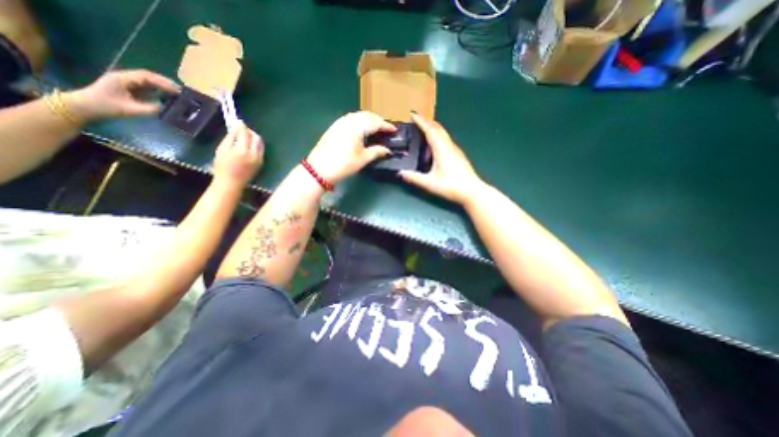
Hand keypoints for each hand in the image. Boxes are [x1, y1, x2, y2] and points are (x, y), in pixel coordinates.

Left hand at [65, 68, 180, 120]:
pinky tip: (168, 96)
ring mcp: (128, 83)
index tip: (177, 90)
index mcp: (123, 79)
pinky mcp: (130, 89)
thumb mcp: (130, 110)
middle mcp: (126, 78)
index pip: (146, 77)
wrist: (86, 107)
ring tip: (178, 93)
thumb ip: (150, 109)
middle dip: (165, 83)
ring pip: (149, 81)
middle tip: (181, 91)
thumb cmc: (106, 107)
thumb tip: (167, 108)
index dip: (163, 83)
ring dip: (163, 86)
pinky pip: (147, 87)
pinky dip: (159, 91)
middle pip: (149, 77)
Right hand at [212, 122, 264, 185]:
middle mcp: (254, 154)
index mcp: (243, 150)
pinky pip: (260, 150)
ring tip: (244, 136)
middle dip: (250, 131)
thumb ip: (230, 138)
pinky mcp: (261, 163)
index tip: (238, 121)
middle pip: (256, 138)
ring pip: (260, 144)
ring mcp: (259, 159)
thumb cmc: (223, 167)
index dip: (241, 126)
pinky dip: (255, 145)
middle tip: (242, 129)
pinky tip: (247, 145)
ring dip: (253, 138)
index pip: (245, 134)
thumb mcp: (222, 150)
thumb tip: (235, 129)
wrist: (232, 182)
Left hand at [305, 111, 396, 183]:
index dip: (386, 126)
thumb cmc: (343, 164)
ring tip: (376, 128)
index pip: (375, 122)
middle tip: (386, 129)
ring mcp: (340, 122)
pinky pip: (351, 119)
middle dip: (378, 120)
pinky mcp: (334, 127)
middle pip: (367, 115)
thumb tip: (388, 150)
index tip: (395, 130)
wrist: (319, 169)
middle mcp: (348, 120)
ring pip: (358, 116)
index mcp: (357, 127)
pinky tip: (362, 129)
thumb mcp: (363, 159)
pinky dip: (360, 121)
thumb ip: (377, 151)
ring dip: (369, 119)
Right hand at [398, 114, 484, 205]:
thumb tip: (400, 173)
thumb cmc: (451, 186)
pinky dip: (437, 141)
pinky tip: (433, 152)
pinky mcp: (458, 156)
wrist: (472, 191)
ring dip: (432, 133)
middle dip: (427, 123)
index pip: (430, 130)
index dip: (421, 122)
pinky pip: (446, 143)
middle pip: (438, 129)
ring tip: (422, 138)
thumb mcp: (429, 183)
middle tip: (416, 122)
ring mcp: (455, 151)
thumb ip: (413, 178)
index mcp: (441, 149)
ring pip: (443, 136)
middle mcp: (449, 146)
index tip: (412, 114)